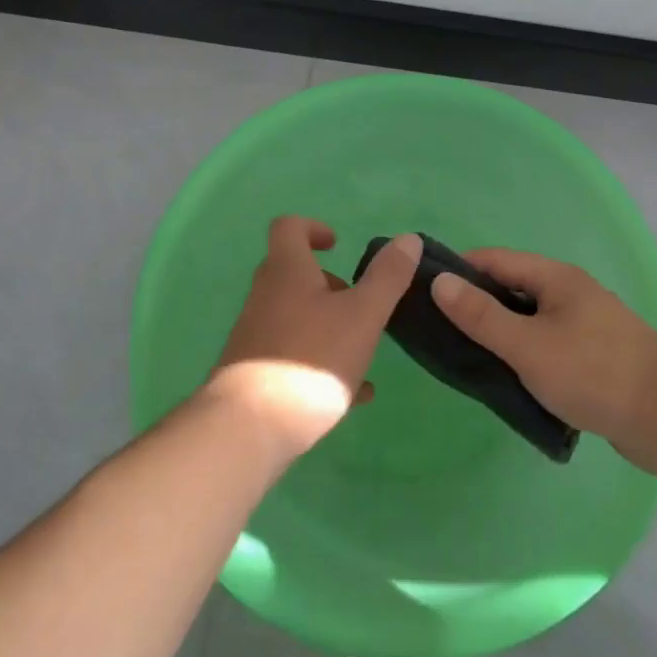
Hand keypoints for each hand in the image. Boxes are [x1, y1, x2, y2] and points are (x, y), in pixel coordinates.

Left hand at [206, 219, 419, 460]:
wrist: (249, 428)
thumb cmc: (311, 359)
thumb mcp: (362, 315)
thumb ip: (386, 277)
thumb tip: (408, 238)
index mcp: (286, 271)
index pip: (289, 228)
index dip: (313, 228)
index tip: (338, 246)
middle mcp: (264, 296)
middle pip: (293, 274)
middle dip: (329, 284)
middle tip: (359, 304)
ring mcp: (255, 336)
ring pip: (295, 317)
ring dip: (328, 326)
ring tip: (363, 351)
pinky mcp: (254, 373)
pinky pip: (292, 356)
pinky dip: (321, 363)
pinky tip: (355, 394)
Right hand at [431, 249, 656, 474]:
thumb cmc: (595, 372)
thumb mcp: (528, 345)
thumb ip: (481, 315)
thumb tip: (439, 282)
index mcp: (554, 278)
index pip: (493, 260)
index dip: (457, 271)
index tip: (422, 291)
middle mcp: (568, 294)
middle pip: (510, 290)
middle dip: (475, 306)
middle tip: (437, 331)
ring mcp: (583, 328)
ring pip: (527, 323)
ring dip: (498, 337)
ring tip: (463, 360)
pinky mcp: (593, 361)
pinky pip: (545, 350)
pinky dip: (523, 360)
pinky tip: (506, 383)